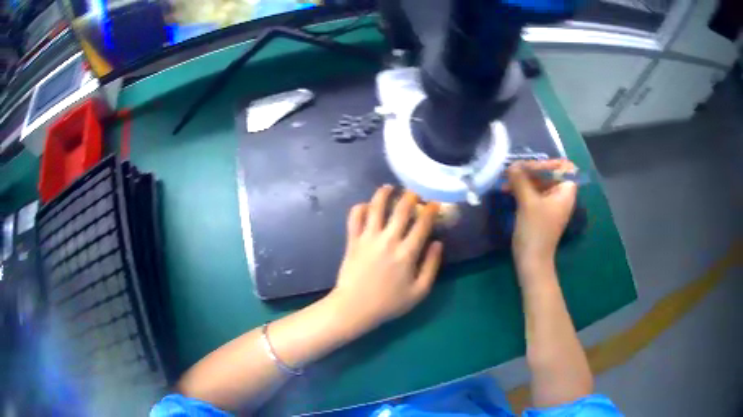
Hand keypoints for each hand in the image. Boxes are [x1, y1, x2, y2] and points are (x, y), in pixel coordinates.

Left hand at [329, 185, 443, 331]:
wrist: (354, 307)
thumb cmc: (389, 303)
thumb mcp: (419, 291)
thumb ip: (431, 266)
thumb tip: (438, 243)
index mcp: (407, 252)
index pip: (422, 223)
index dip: (431, 209)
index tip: (434, 203)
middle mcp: (388, 240)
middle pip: (401, 209)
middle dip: (410, 196)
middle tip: (414, 193)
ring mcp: (368, 238)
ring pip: (376, 207)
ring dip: (383, 194)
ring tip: (388, 187)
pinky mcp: (352, 240)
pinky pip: (355, 217)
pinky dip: (360, 208)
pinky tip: (366, 205)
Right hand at [508, 160, 577, 271]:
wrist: (532, 261)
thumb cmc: (535, 230)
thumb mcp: (527, 202)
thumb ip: (520, 179)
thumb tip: (512, 165)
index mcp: (565, 192)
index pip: (562, 167)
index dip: (546, 163)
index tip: (528, 166)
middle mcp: (561, 196)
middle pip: (548, 174)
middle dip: (530, 171)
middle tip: (512, 171)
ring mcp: (551, 205)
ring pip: (538, 184)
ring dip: (523, 180)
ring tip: (505, 180)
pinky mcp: (541, 213)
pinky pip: (533, 194)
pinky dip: (522, 190)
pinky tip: (507, 190)